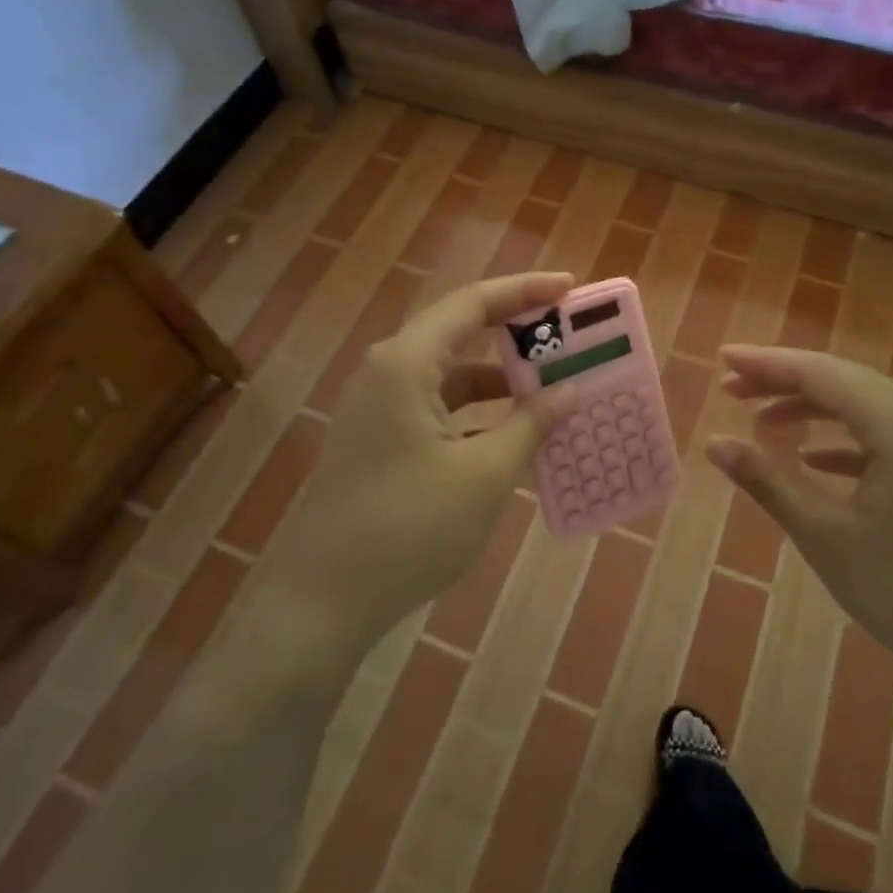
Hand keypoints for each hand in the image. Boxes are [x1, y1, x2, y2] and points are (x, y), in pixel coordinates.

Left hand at [267, 272, 579, 649]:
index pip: (472, 304)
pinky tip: (512, 430)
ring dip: (498, 376)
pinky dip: (477, 409)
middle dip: (515, 329)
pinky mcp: (379, 437)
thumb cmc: (408, 529)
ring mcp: (379, 406)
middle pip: (459, 330)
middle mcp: (388, 372)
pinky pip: (437, 405)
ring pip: (449, 372)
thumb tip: (568, 392)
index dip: (524, 291)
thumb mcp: (484, 476)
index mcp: (406, 364)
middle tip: (566, 332)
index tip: (569, 288)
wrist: (322, 603)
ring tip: (551, 382)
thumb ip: (530, 425)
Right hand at [705, 346, 892, 704]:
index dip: (766, 363)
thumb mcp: (830, 539)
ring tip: (763, 421)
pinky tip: (816, 457)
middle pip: (842, 380)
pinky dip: (846, 438)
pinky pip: (889, 433)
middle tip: (730, 389)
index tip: (722, 358)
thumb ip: (770, 483)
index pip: (819, 373)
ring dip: (813, 408)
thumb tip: (715, 444)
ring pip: (866, 404)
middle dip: (784, 381)